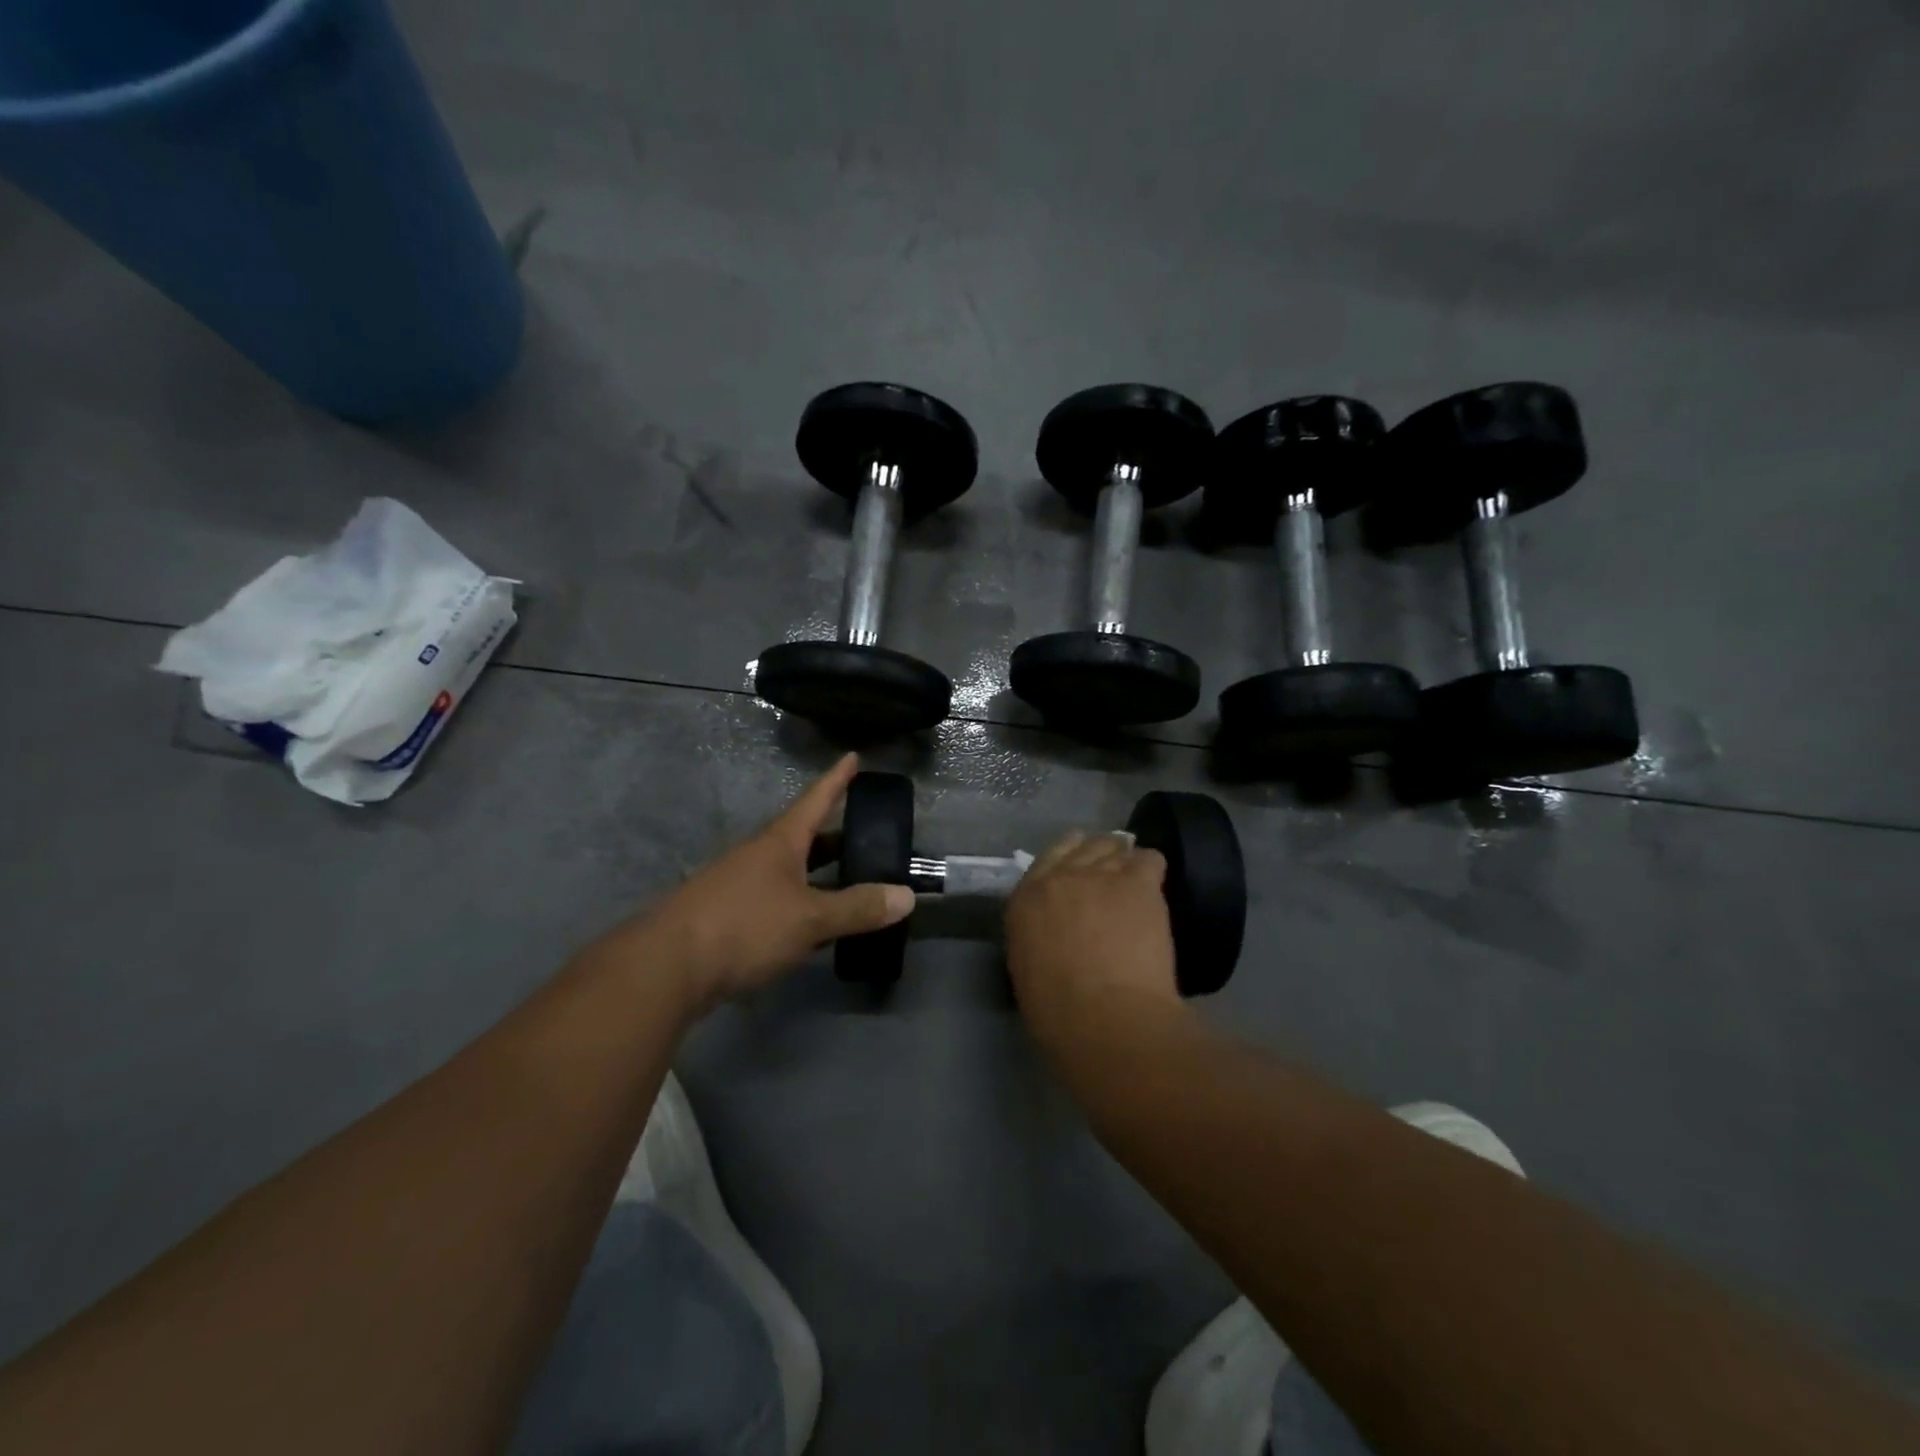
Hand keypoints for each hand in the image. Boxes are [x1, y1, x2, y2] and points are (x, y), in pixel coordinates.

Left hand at [591, 754, 914, 1012]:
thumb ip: (858, 907)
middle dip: (834, 835)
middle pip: (803, 836)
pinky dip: (800, 902)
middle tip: (865, 833)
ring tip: (848, 879)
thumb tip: (907, 895)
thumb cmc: (744, 926)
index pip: (815, 800)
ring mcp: (738, 884)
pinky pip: (775, 898)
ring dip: (818, 872)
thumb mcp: (810, 917)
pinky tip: (811, 923)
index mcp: (780, 842)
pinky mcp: (727, 915)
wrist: (667, 967)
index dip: (837, 780)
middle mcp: (758, 856)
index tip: (853, 756)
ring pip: (788, 869)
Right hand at [1004, 830, 1178, 1044]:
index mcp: (1025, 899)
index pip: (1046, 860)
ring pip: (1115, 846)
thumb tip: (1053, 933)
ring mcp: (1100, 875)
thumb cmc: (1059, 1012)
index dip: (1066, 861)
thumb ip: (1036, 936)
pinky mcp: (1137, 884)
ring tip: (1133, 882)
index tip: (1078, 873)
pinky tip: (1152, 889)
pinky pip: (1148, 860)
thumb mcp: (1027, 968)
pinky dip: (1150, 869)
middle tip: (1109, 879)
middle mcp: (1060, 876)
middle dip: (1096, 856)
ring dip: (1122, 861)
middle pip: (1083, 846)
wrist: (1107, 1017)